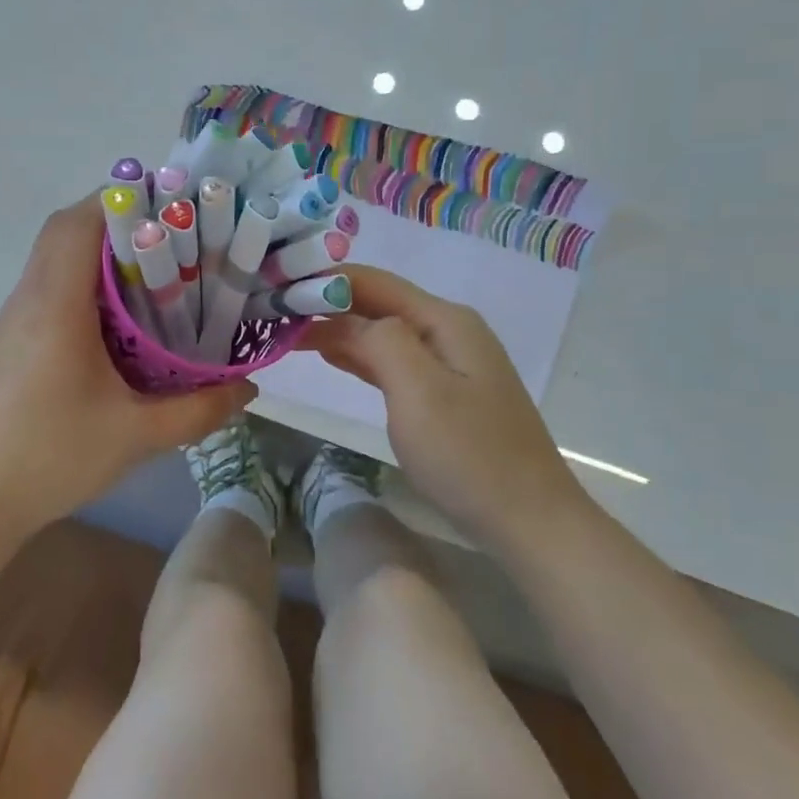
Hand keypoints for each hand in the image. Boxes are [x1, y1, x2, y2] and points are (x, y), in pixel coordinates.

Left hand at [0, 195, 253, 531]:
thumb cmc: (52, 457)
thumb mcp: (138, 435)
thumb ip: (200, 409)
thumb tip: (249, 389)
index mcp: (57, 305)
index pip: (78, 223)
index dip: (120, 199)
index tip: (170, 205)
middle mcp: (30, 298)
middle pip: (65, 230)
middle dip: (117, 220)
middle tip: (172, 237)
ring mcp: (15, 319)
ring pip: (54, 257)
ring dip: (99, 251)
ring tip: (155, 271)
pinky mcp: (11, 341)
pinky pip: (49, 287)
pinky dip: (83, 281)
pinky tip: (119, 318)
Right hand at [301, 266, 580, 544]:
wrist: (528, 519)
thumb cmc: (469, 454)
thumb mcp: (419, 391)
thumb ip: (380, 340)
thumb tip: (345, 318)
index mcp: (443, 320)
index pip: (372, 282)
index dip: (323, 280)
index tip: (275, 286)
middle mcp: (447, 330)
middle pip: (377, 303)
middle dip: (325, 302)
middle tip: (271, 311)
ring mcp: (448, 362)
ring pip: (381, 331)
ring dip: (336, 328)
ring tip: (287, 330)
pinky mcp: (443, 392)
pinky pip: (391, 360)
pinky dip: (357, 355)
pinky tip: (329, 354)